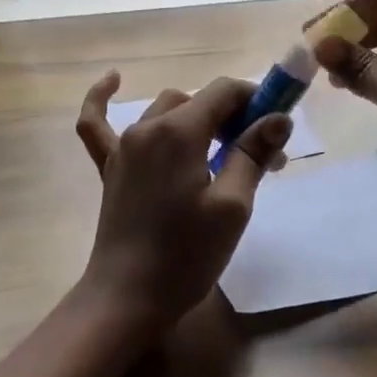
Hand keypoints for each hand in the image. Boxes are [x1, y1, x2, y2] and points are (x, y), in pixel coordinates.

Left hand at [73, 74, 290, 333]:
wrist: (127, 298)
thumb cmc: (186, 254)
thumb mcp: (232, 206)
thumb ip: (252, 154)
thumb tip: (278, 118)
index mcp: (180, 131)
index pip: (223, 91)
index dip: (254, 100)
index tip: (275, 128)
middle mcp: (148, 126)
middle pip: (198, 100)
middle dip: (231, 117)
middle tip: (257, 156)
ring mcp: (124, 145)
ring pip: (165, 109)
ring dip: (195, 119)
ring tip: (219, 152)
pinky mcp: (109, 166)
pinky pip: (98, 123)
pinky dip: (103, 99)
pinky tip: (114, 79)